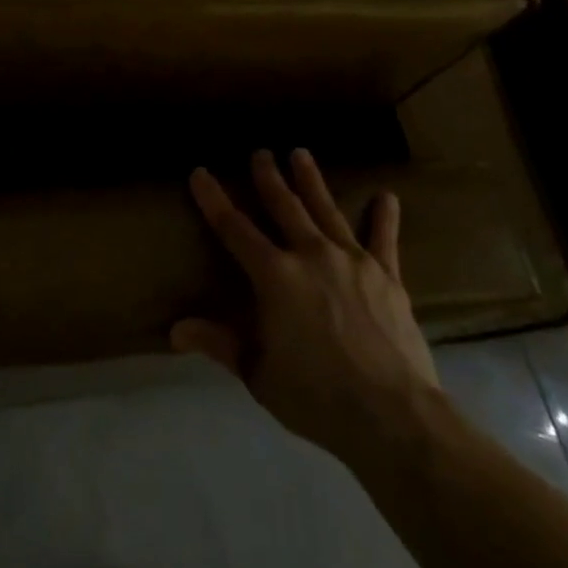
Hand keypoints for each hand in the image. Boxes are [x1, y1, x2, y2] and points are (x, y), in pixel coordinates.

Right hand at [172, 149, 439, 456]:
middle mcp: (310, 255)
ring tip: (300, 154)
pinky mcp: (387, 276)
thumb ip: (220, 343)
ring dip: (311, 181)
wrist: (391, 414)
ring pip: (326, 210)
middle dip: (268, 178)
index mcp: (274, 276)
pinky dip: (383, 217)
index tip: (200, 173)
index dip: (213, 199)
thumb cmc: (315, 396)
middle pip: (284, 207)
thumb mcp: (258, 373)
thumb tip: (176, 330)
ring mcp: (352, 261)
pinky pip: (383, 239)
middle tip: (260, 153)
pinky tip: (386, 196)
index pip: (233, 229)